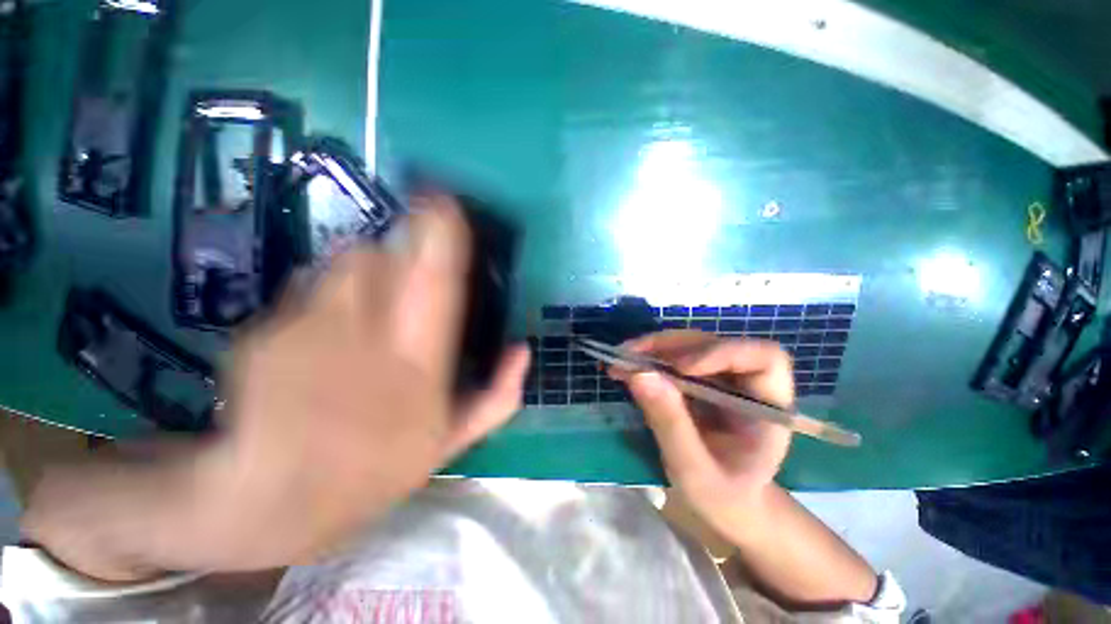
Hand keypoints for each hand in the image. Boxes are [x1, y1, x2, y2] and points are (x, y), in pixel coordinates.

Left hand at [23, 193, 529, 576]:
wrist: (273, 501)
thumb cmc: (375, 471)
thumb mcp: (452, 441)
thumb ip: (498, 395)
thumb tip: (523, 349)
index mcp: (422, 365)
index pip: (439, 281)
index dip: (443, 234)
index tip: (446, 202)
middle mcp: (370, 339)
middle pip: (384, 257)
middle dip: (400, 248)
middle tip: (404, 274)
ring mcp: (310, 332)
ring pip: (344, 264)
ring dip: (362, 271)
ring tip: (361, 312)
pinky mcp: (263, 333)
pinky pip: (304, 290)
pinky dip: (319, 299)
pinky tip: (316, 340)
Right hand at [612, 331, 792, 539]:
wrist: (724, 502)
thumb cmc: (722, 497)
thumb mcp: (695, 472)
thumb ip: (671, 424)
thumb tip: (639, 374)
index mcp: (769, 407)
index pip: (764, 359)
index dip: (724, 353)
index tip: (681, 368)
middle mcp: (746, 383)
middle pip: (715, 344)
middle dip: (671, 346)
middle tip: (631, 355)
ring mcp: (720, 377)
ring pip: (690, 345)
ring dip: (653, 348)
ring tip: (621, 358)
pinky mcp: (698, 379)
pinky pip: (673, 357)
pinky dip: (648, 358)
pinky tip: (624, 366)